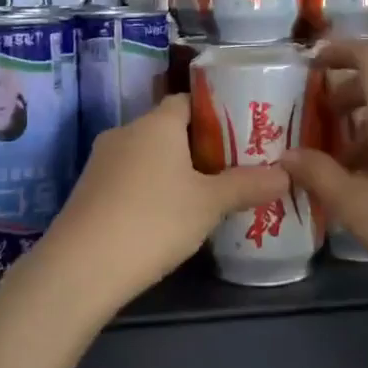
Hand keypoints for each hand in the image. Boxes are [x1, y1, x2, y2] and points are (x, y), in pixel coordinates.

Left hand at [34, 95, 286, 311]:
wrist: (82, 265)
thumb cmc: (155, 220)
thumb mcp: (210, 204)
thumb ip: (247, 186)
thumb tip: (286, 175)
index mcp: (156, 123)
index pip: (187, 101)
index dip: (214, 113)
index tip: (240, 134)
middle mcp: (125, 132)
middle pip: (167, 129)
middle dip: (197, 147)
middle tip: (229, 170)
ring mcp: (101, 161)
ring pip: (146, 156)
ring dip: (171, 171)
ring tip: (202, 196)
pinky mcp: (88, 190)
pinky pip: (127, 178)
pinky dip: (148, 189)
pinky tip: (164, 218)